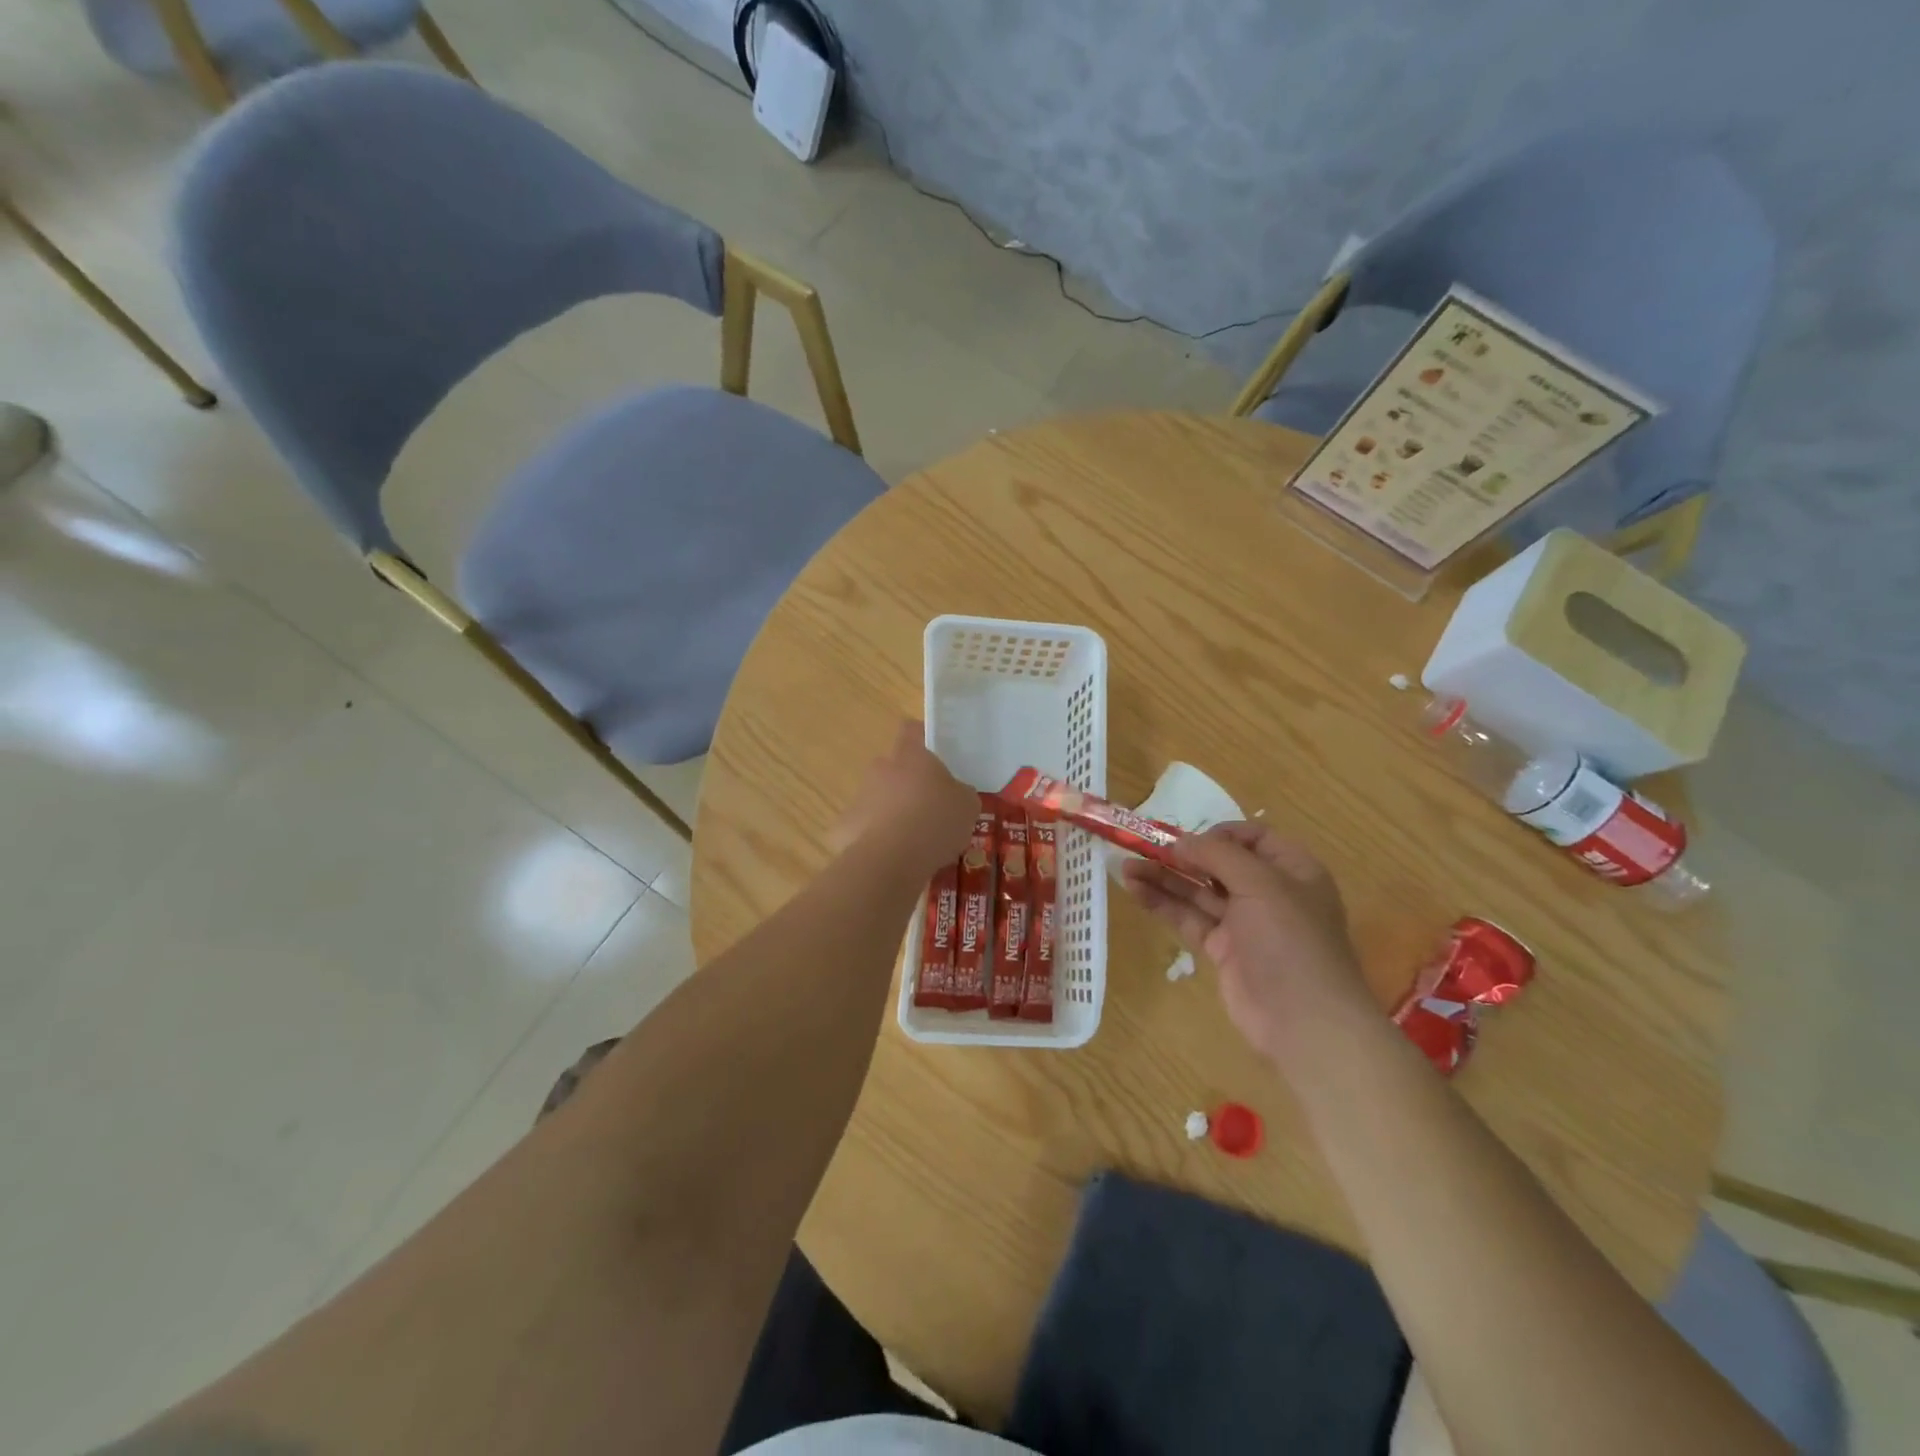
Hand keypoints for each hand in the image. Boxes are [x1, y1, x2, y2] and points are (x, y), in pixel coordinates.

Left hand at [834, 721, 979, 876]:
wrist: (890, 860)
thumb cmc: (935, 822)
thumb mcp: (967, 806)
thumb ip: (960, 793)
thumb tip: (955, 794)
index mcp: (911, 757)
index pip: (912, 730)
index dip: (922, 739)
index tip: (934, 755)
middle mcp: (881, 769)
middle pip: (895, 769)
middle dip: (909, 786)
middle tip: (930, 810)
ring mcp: (860, 797)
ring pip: (879, 800)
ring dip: (893, 814)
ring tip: (914, 843)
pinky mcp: (845, 827)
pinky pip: (865, 829)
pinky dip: (877, 841)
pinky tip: (893, 860)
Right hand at [1122, 823, 1369, 1059]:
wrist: (1304, 1021)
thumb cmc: (1291, 940)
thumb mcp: (1261, 885)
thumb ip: (1219, 855)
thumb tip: (1181, 841)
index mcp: (1292, 870)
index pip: (1254, 838)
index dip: (1219, 834)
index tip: (1188, 839)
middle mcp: (1269, 892)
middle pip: (1219, 864)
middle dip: (1181, 855)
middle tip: (1142, 848)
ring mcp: (1244, 923)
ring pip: (1198, 891)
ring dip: (1164, 877)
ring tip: (1125, 866)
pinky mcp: (1222, 949)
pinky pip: (1189, 918)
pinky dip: (1163, 903)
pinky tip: (1135, 890)